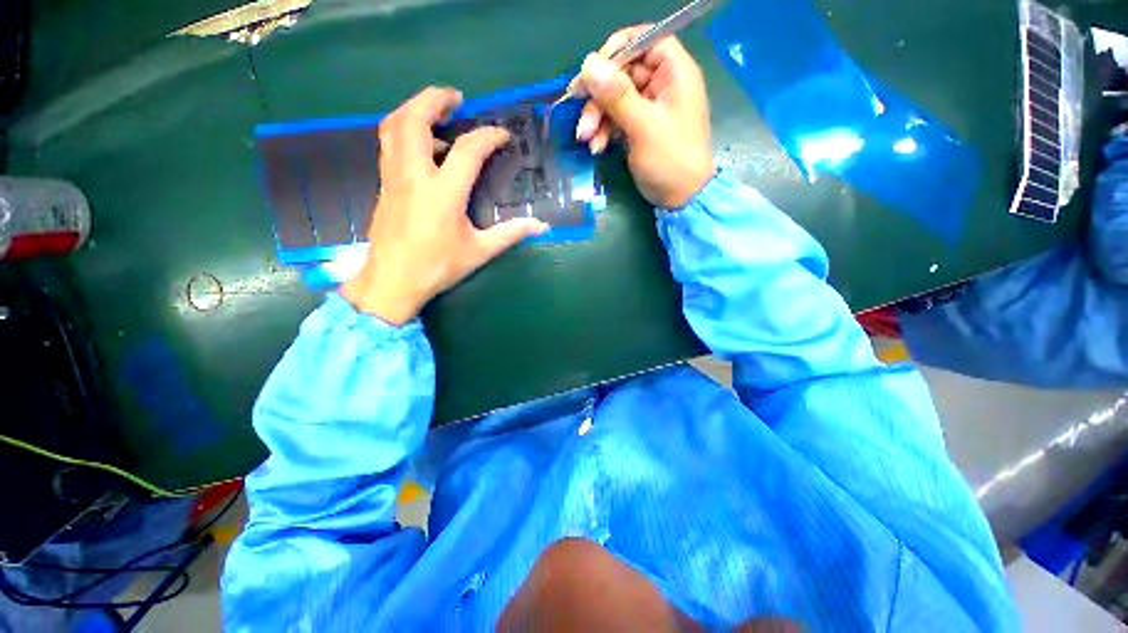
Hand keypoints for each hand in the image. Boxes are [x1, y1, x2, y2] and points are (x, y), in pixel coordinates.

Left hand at [342, 87, 549, 324]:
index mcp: (443, 192)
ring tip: (436, 114)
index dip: (489, 136)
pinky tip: (422, 147)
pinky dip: (405, 132)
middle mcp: (414, 175)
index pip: (468, 150)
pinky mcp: (384, 185)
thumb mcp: (479, 251)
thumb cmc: (438, 267)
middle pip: (415, 118)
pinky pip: (389, 144)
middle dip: (434, 99)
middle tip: (456, 98)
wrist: (392, 281)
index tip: (503, 136)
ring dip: (414, 110)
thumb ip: (511, 234)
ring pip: (394, 126)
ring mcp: (394, 177)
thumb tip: (541, 227)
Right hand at [574, 27, 715, 208]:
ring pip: (615, 99)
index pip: (645, 42)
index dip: (618, 50)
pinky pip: (616, 120)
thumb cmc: (670, 159)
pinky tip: (596, 147)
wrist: (680, 198)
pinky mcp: (640, 128)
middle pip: (623, 74)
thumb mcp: (643, 126)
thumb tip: (588, 64)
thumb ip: (617, 95)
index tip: (593, 70)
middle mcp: (662, 85)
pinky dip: (604, 131)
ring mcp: (650, 108)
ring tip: (586, 139)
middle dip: (599, 97)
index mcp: (674, 73)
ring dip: (597, 118)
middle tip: (582, 115)